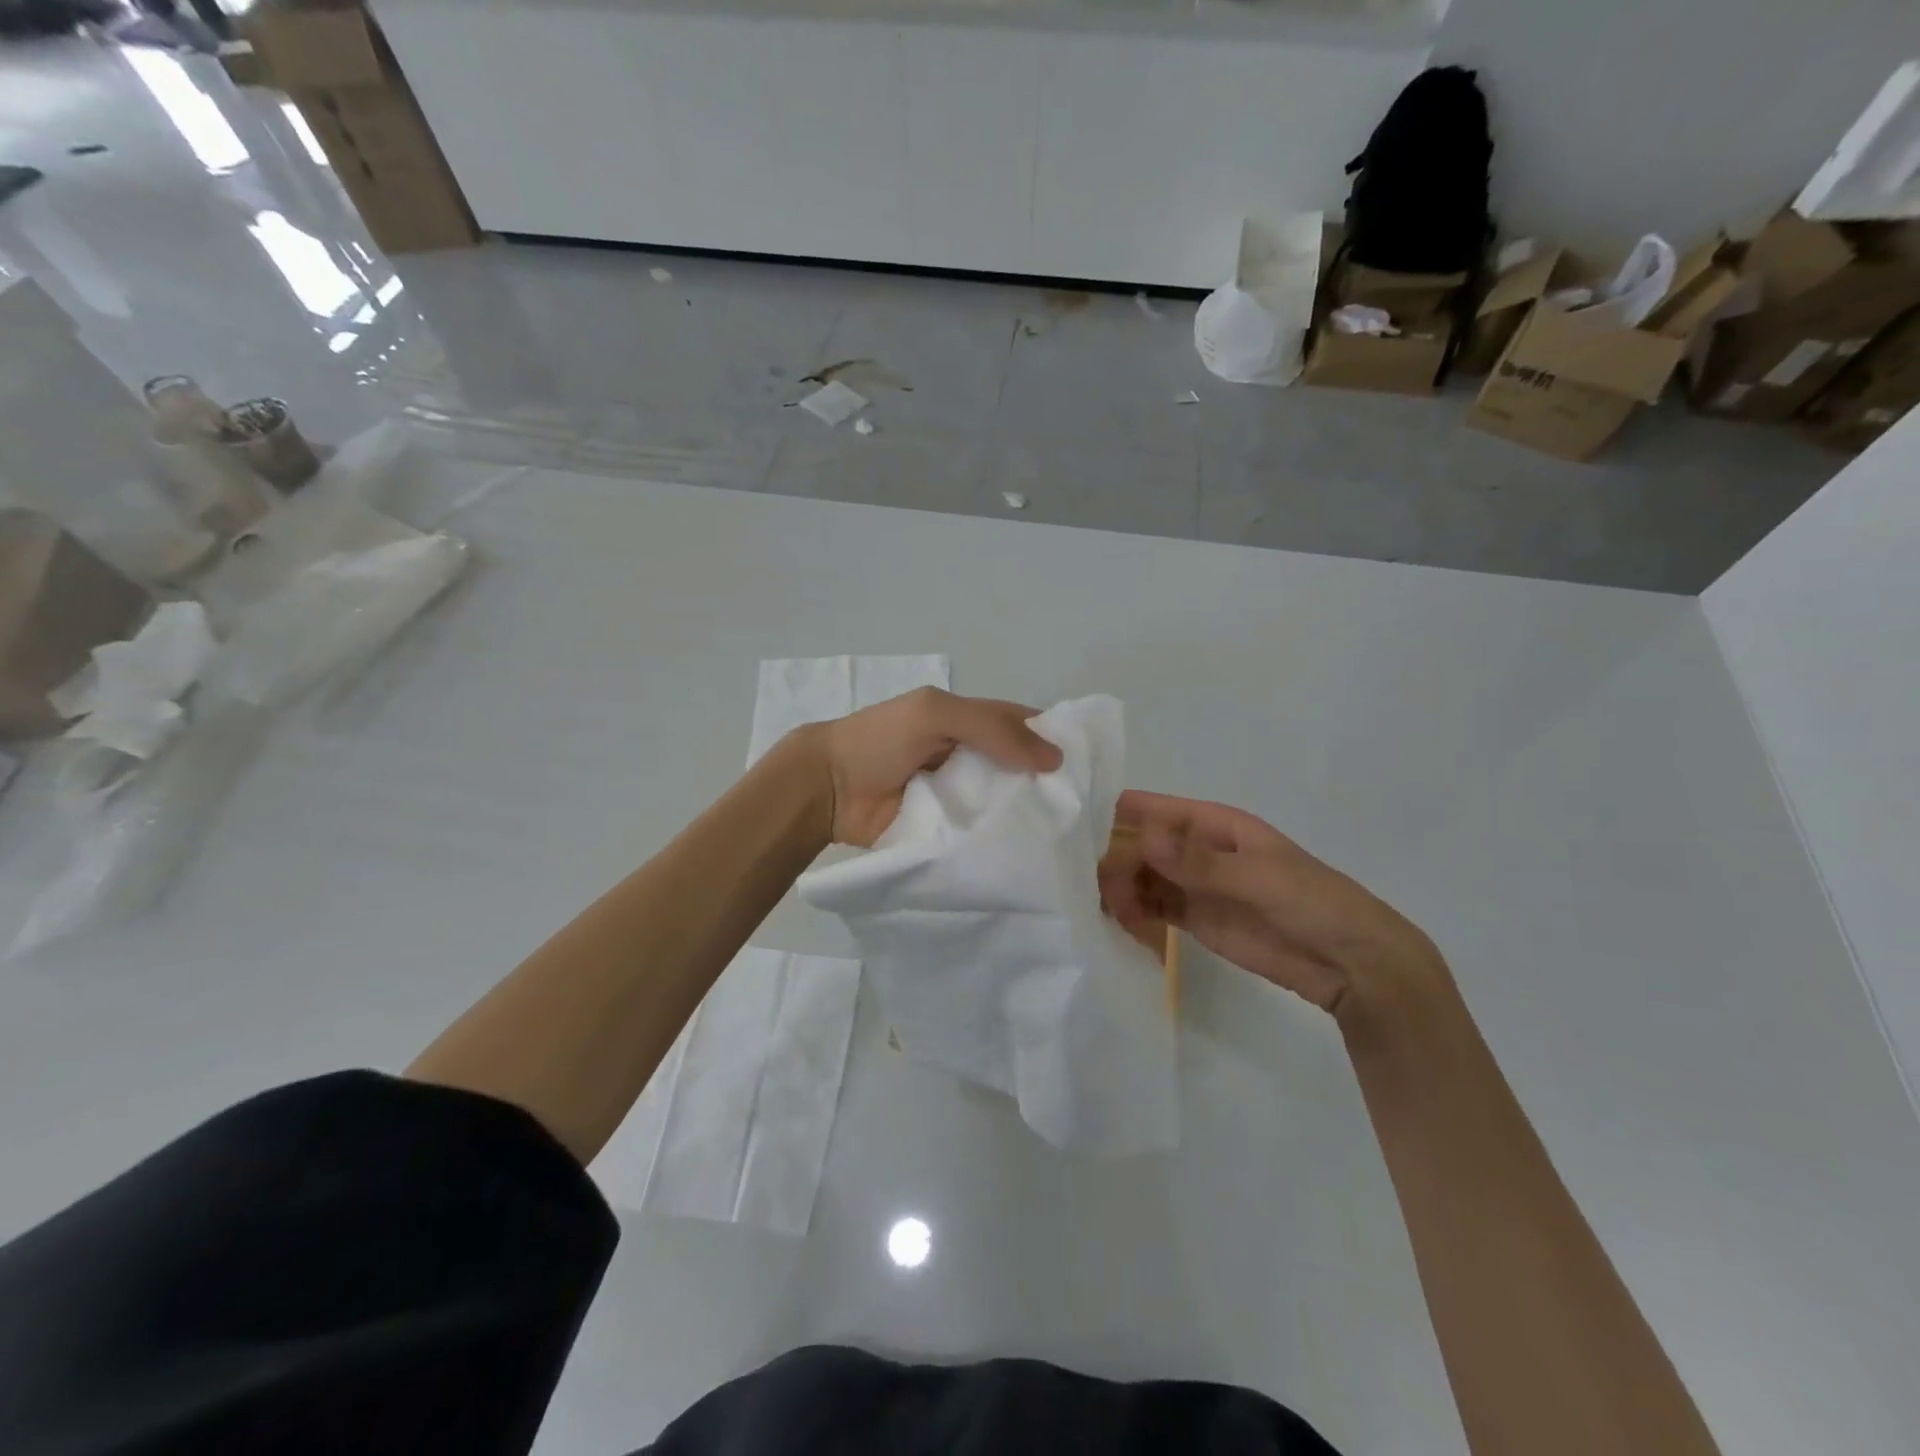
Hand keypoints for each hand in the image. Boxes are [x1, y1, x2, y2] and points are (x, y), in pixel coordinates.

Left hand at [809, 688, 1061, 846]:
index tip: (1093, 767)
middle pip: (1020, 770)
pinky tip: (1033, 857)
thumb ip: (990, 727)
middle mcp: (970, 759)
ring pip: (1005, 806)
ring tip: (1070, 841)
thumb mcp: (935, 714)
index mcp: (969, 723)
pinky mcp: (948, 832)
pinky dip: (1003, 843)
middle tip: (1086, 814)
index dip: (1055, 740)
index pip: (1023, 726)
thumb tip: (1054, 758)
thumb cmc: (879, 740)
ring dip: (1029, 818)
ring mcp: (960, 797)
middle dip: (1049, 786)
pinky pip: (982, 835)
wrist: (827, 789)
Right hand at [1099, 790, 1443, 1018]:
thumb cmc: (1311, 901)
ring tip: (1105, 910)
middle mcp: (1194, 849)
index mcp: (1212, 824)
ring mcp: (1192, 886)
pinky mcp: (1192, 919)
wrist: (1350, 962)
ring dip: (1117, 888)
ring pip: (1139, 877)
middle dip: (1111, 859)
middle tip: (1089, 887)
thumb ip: (1198, 862)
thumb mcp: (1258, 876)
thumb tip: (1143, 837)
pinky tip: (1115, 922)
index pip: (1152, 809)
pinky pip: (1150, 907)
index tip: (1073, 826)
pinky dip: (1130, 912)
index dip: (1114, 811)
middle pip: (1138, 846)